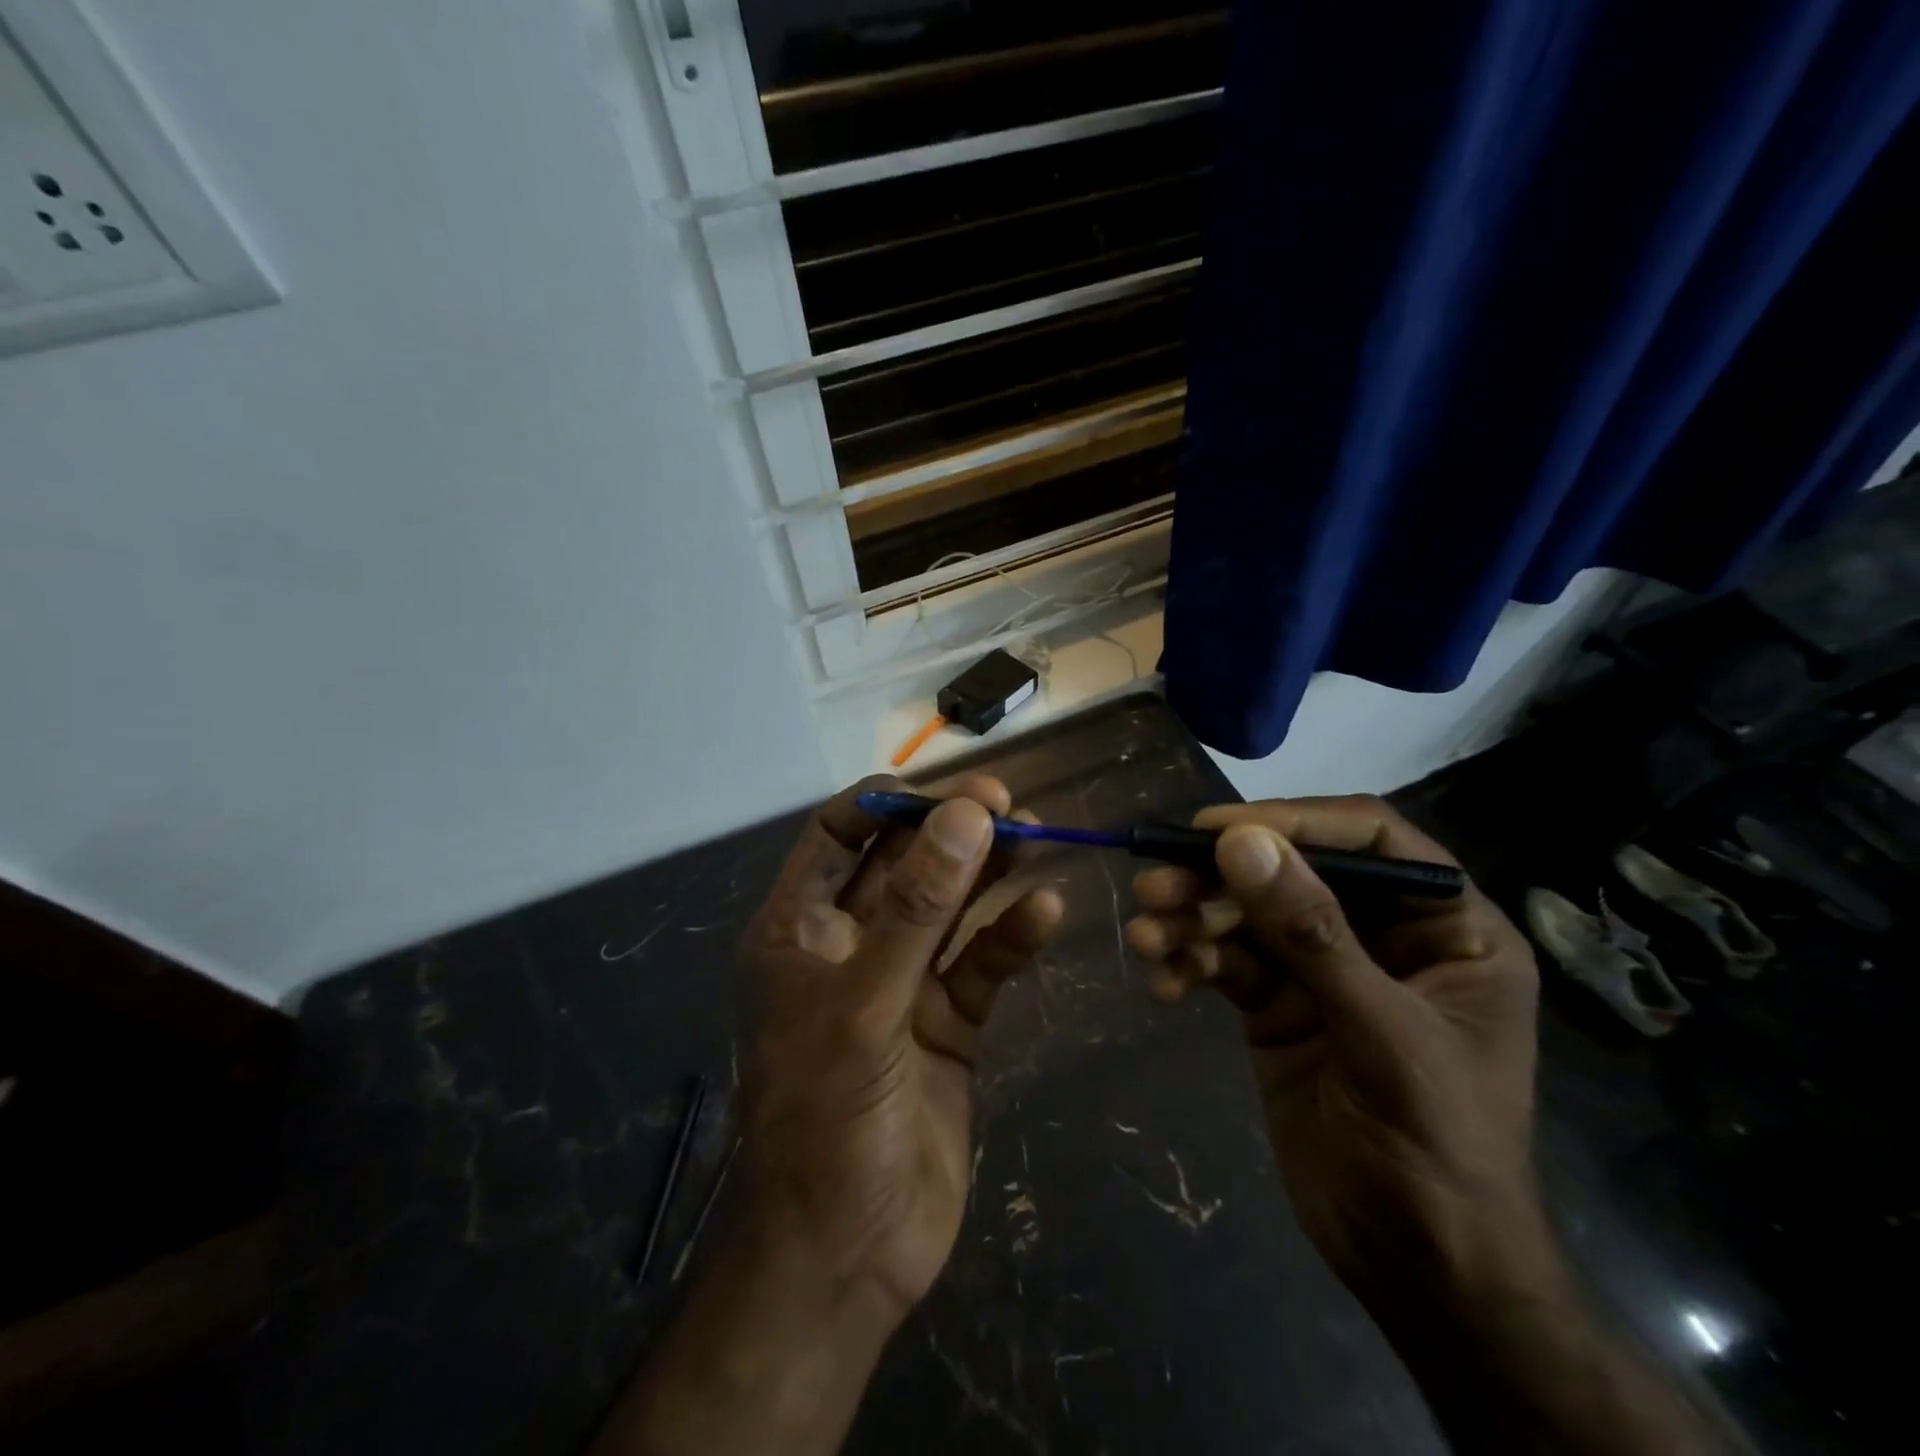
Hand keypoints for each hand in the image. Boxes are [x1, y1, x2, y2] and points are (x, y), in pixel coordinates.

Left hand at [735, 773, 1063, 1318]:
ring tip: (1033, 837)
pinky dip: (1011, 937)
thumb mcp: (865, 1004)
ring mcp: (901, 984)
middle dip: (948, 832)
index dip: (882, 806)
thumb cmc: (827, 1120)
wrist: (850, 1256)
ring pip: (948, 910)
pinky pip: (981, 965)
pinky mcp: (948, 1023)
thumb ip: (916, 909)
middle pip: (902, 866)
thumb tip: (965, 815)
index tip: (940, 791)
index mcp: (799, 931)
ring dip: (987, 874)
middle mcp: (850, 946)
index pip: (835, 837)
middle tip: (1005, 801)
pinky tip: (1046, 911)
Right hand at [1126, 800, 1741, 1454]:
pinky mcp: (1278, 1006)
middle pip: (1292, 874)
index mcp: (1445, 928)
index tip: (1215, 829)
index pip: (1370, 839)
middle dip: (1221, 878)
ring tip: (1146, 937)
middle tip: (1156, 886)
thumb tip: (1240, 842)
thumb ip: (1311, 935)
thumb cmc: (1440, 1149)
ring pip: (1247, 917)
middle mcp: (1382, 936)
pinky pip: (1226, 963)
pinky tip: (1165, 982)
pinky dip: (1191, 964)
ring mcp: (1323, 971)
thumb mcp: (1382, 1035)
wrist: (1420, 1270)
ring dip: (1192, 921)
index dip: (1295, 822)